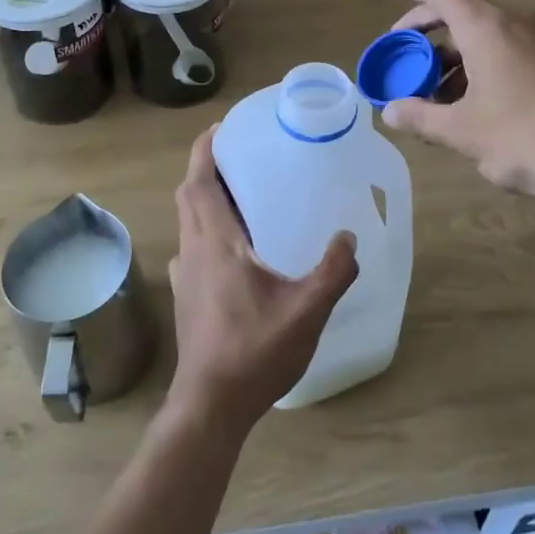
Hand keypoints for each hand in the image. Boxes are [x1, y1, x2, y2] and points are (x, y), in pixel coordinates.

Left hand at [166, 128, 357, 434]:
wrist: (210, 405)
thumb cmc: (254, 351)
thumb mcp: (306, 311)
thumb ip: (332, 271)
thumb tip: (348, 239)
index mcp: (216, 243)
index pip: (200, 183)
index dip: (205, 150)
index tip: (219, 128)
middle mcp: (194, 251)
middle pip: (189, 196)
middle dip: (206, 169)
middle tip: (238, 155)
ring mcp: (186, 276)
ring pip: (188, 221)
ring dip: (204, 199)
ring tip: (240, 194)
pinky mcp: (187, 297)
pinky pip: (193, 247)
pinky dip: (207, 230)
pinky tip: (235, 248)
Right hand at [379, 0, 534, 212]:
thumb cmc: (530, 138)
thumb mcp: (465, 132)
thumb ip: (422, 118)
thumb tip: (390, 111)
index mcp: (487, 26)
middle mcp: (516, 21)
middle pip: (461, 11)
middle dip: (426, 29)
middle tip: (402, 51)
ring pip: (485, 34)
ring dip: (454, 55)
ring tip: (433, 90)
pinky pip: (508, 50)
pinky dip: (480, 65)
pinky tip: (474, 102)